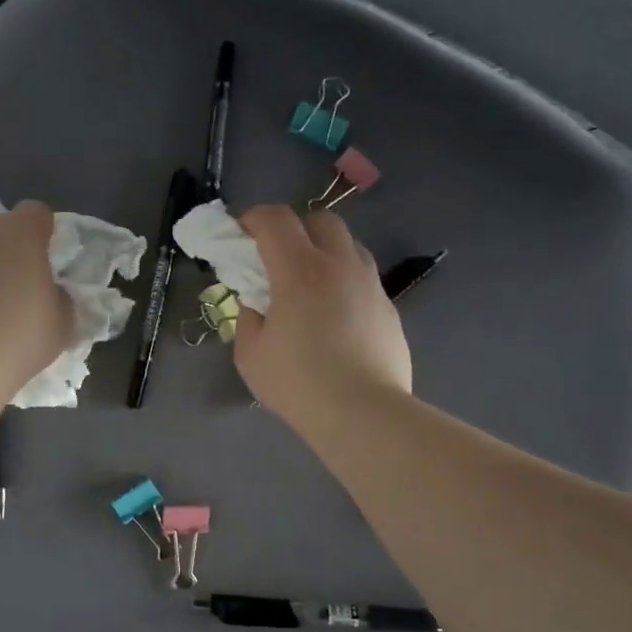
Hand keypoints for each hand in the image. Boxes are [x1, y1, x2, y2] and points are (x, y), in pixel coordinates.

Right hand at [233, 205, 410, 425]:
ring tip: (312, 286)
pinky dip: (346, 283)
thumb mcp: (251, 354)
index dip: (254, 218)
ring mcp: (370, 285)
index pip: (275, 219)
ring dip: (326, 253)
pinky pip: (364, 279)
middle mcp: (340, 265)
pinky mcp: (389, 308)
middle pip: (320, 220)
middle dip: (296, 229)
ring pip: (349, 246)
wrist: (363, 413)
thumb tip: (257, 303)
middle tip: (280, 259)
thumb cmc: (299, 384)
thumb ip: (249, 317)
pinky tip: (338, 318)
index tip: (242, 235)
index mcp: (300, 270)